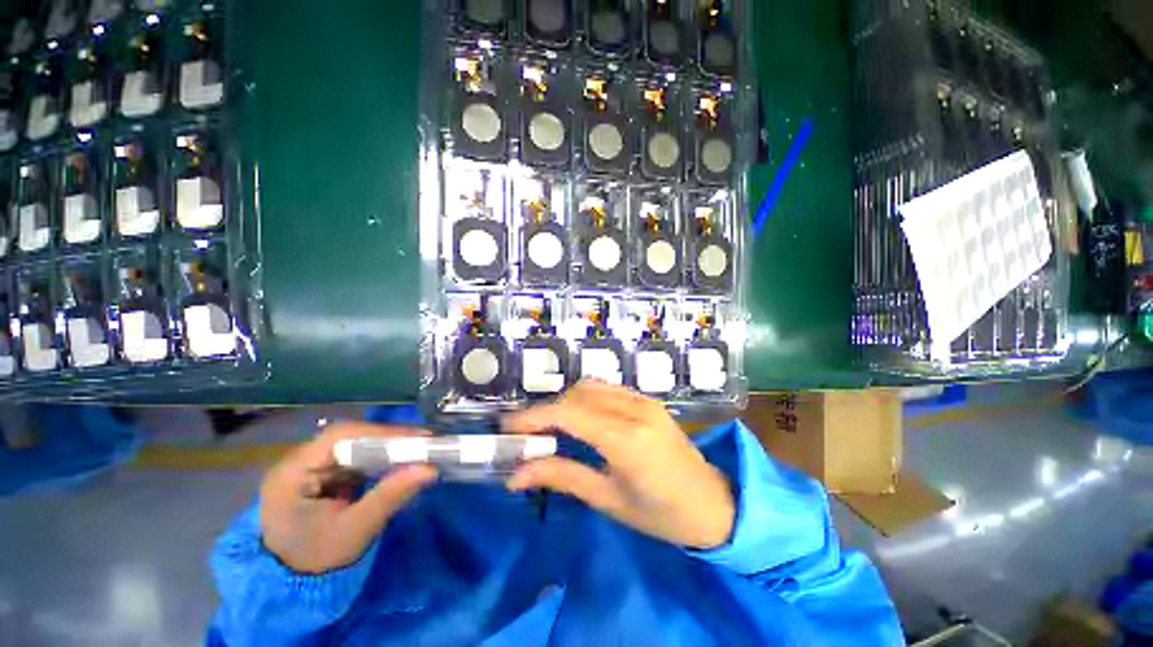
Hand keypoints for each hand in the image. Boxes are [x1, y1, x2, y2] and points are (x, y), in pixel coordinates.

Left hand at [259, 422, 437, 573]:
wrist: (295, 583)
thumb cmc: (319, 558)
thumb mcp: (355, 529)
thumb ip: (390, 496)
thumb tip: (430, 469)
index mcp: (293, 472)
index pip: (339, 436)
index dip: (380, 433)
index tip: (416, 437)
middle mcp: (299, 461)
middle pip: (349, 437)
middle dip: (388, 439)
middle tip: (423, 442)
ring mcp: (310, 466)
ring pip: (355, 444)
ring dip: (386, 447)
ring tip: (417, 450)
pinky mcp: (323, 473)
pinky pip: (356, 457)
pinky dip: (379, 458)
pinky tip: (398, 462)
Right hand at [505, 381, 734, 549]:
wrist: (714, 504)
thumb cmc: (661, 515)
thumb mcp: (608, 500)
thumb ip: (562, 477)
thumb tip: (516, 475)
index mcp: (626, 438)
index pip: (568, 413)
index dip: (534, 416)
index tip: (507, 426)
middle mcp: (635, 409)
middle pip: (578, 393)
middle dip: (547, 409)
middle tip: (527, 432)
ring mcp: (644, 400)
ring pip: (592, 386)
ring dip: (566, 401)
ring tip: (550, 426)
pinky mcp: (648, 401)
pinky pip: (608, 389)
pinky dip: (585, 398)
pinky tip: (580, 418)